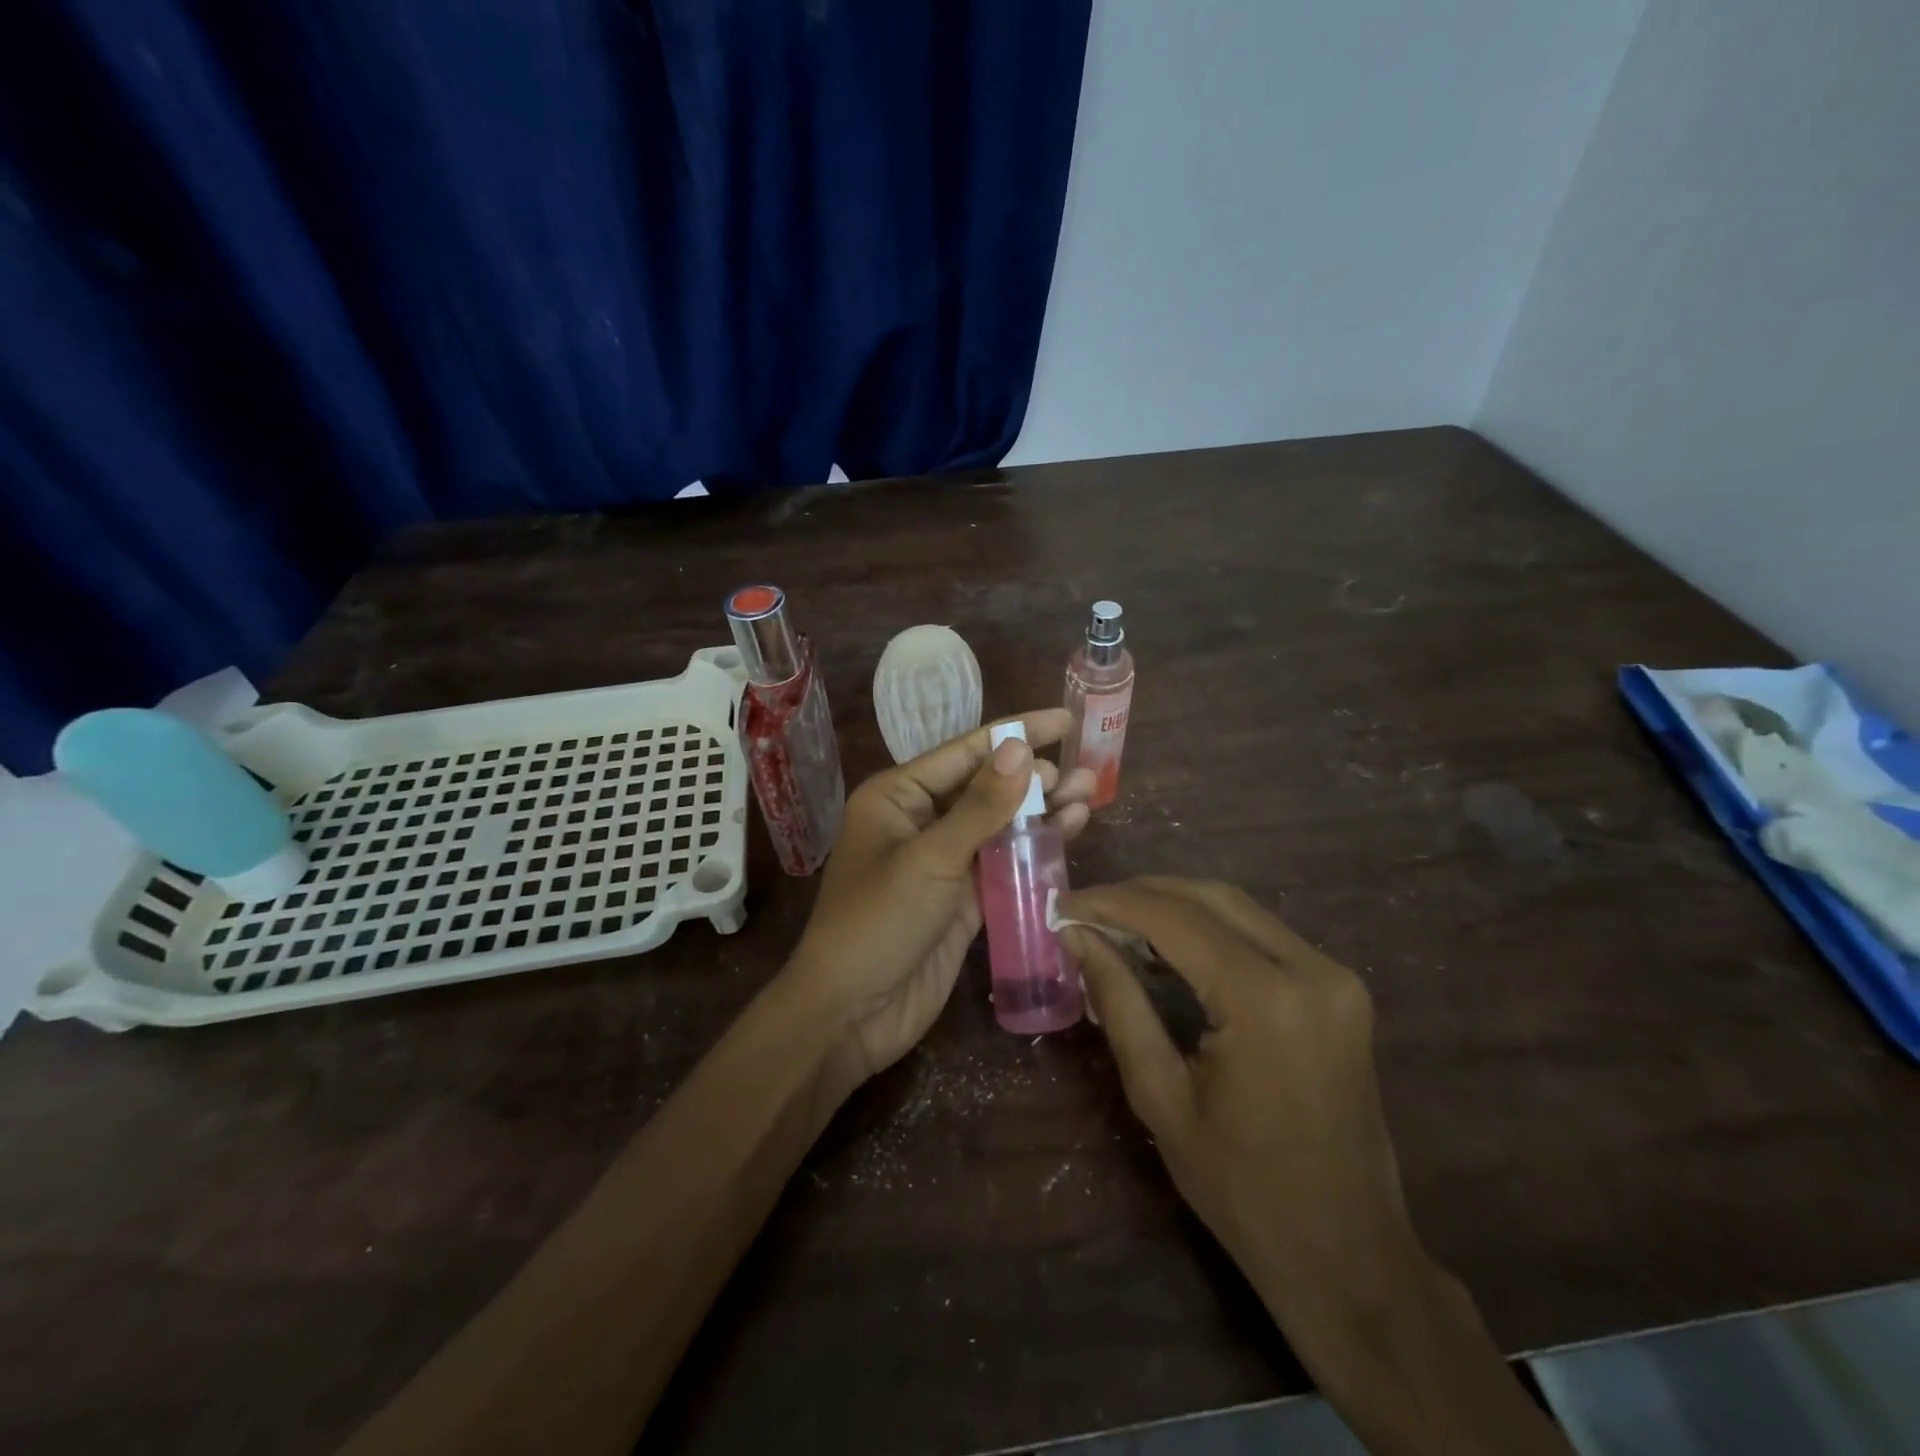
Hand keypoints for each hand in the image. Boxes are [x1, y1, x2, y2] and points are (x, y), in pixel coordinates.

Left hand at [784, 710, 1095, 1087]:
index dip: (1016, 733)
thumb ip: (980, 806)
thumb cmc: (877, 922)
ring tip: (1089, 794)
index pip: (964, 751)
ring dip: (1041, 810)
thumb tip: (1022, 749)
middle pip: (986, 786)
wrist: (852, 1013)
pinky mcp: (963, 898)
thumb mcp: (930, 858)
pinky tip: (1070, 831)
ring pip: (1000, 823)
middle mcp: (920, 820)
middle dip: (1034, 776)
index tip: (1064, 719)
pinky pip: (1004, 861)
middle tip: (1081, 775)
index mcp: (897, 796)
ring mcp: (943, 860)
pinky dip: (1035, 847)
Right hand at [1062, 879, 1571, 1455]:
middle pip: (1210, 897)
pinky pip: (1261, 934)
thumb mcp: (1160, 1095)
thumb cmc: (1241, 1189)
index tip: (1063, 905)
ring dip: (1174, 905)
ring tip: (1117, 922)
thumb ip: (1118, 1001)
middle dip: (1141, 894)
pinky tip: (1169, 945)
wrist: (1348, 1254)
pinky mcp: (1340, 988)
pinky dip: (1209, 928)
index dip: (1112, 902)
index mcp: (1266, 1000)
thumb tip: (1077, 936)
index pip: (1174, 918)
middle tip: (1086, 909)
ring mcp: (1334, 976)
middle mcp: (1311, 970)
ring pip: (1237, 908)